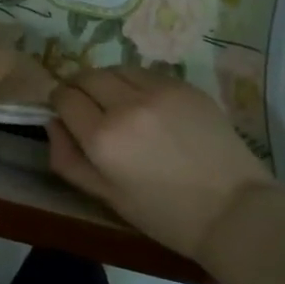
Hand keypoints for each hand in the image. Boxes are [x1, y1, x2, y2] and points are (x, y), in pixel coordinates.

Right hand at [48, 67, 284, 259]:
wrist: (232, 210)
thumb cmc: (164, 214)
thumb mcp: (106, 196)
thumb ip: (68, 159)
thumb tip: (52, 124)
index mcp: (103, 138)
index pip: (64, 97)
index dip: (59, 103)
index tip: (66, 113)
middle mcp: (126, 105)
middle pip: (87, 76)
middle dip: (80, 88)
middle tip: (88, 107)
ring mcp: (158, 90)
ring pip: (116, 69)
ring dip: (108, 82)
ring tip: (118, 104)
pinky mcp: (184, 85)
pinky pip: (146, 73)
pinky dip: (136, 83)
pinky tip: (147, 105)